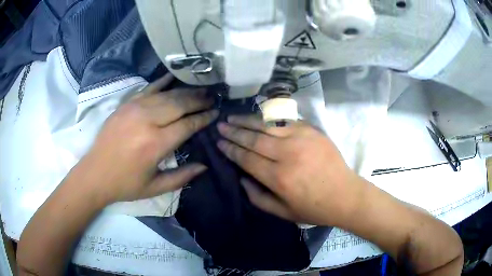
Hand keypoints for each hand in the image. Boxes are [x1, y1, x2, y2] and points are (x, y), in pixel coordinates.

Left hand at [82, 74, 217, 203]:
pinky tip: (174, 77)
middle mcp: (147, 121)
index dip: (204, 118)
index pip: (187, 124)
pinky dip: (162, 82)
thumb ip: (182, 177)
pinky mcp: (126, 105)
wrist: (95, 174)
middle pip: (180, 104)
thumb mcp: (155, 188)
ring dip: (186, 91)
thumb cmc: (125, 184)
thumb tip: (204, 166)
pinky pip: (148, 88)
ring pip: (167, 94)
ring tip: (200, 89)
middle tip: (212, 97)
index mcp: (155, 144)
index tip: (216, 112)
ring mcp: (135, 109)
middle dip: (199, 100)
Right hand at [217, 115, 365, 226]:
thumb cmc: (314, 208)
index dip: (230, 149)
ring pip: (267, 124)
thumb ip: (257, 197)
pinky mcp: (312, 130)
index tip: (219, 142)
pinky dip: (269, 118)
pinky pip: (285, 120)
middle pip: (253, 138)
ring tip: (233, 117)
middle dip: (234, 131)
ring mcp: (301, 138)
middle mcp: (287, 154)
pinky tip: (259, 116)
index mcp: (278, 177)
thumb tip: (241, 177)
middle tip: (220, 126)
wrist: (345, 195)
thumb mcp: (283, 212)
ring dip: (247, 120)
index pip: (246, 158)